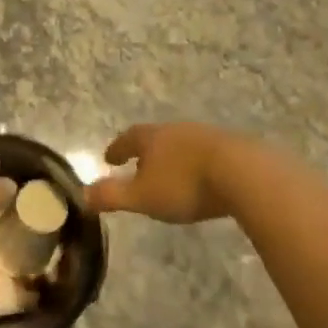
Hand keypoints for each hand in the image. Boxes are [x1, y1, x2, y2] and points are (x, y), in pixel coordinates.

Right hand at [84, 122, 238, 223]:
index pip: (127, 139)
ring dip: (172, 157)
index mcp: (152, 138)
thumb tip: (82, 196)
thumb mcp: (143, 197)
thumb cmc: (186, 185)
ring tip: (169, 173)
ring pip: (181, 144)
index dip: (117, 149)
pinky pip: (206, 153)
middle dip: (145, 151)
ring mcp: (206, 136)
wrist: (245, 173)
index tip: (108, 159)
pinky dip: (197, 163)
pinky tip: (203, 177)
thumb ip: (112, 196)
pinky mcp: (233, 147)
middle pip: (155, 137)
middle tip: (138, 165)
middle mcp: (177, 130)